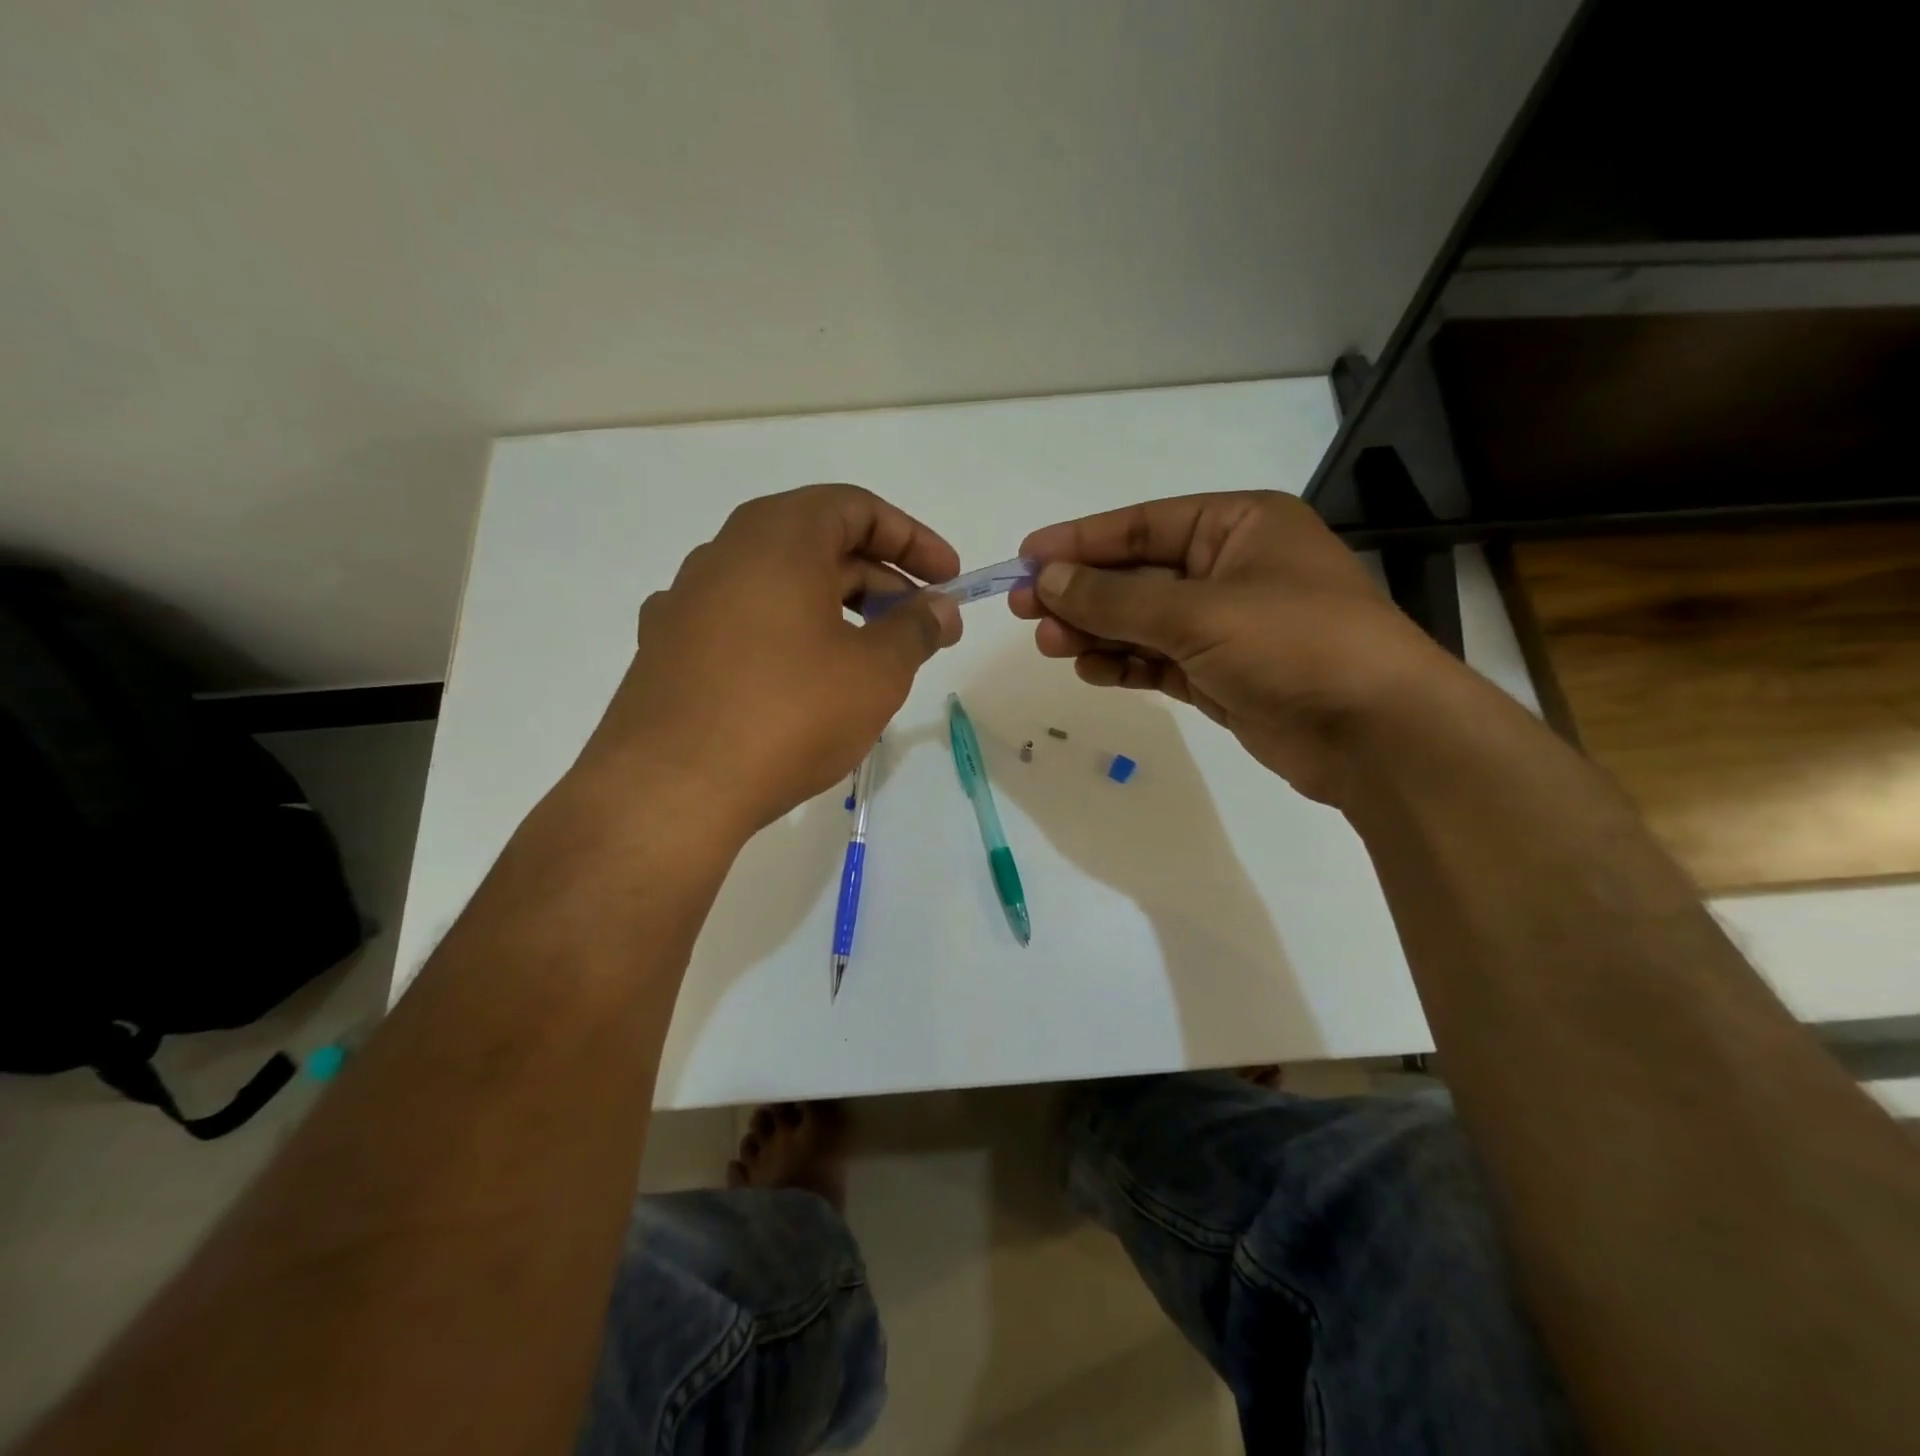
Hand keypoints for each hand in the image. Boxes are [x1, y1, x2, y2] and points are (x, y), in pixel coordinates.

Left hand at [581, 485, 961, 834]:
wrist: (671, 790)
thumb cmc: (789, 714)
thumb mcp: (875, 671)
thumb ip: (916, 629)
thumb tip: (940, 608)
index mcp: (777, 537)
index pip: (856, 508)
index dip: (912, 539)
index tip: (948, 579)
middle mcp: (725, 553)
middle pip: (819, 545)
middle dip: (881, 582)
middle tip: (923, 628)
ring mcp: (688, 601)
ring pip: (780, 586)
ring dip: (836, 610)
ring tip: (872, 659)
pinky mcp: (669, 648)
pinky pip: (745, 623)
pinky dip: (788, 636)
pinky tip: (803, 680)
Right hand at [1010, 491, 1457, 804]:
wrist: (1376, 734)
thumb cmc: (1295, 645)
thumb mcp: (1198, 612)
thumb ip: (1116, 598)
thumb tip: (1046, 578)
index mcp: (1239, 525)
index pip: (1144, 526)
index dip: (1081, 540)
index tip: (1026, 555)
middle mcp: (1232, 568)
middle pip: (1138, 575)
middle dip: (1082, 593)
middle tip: (1024, 611)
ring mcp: (1227, 625)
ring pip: (1143, 622)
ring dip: (1096, 632)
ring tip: (1049, 645)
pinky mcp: (1222, 674)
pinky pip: (1158, 660)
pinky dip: (1124, 664)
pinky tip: (1089, 669)